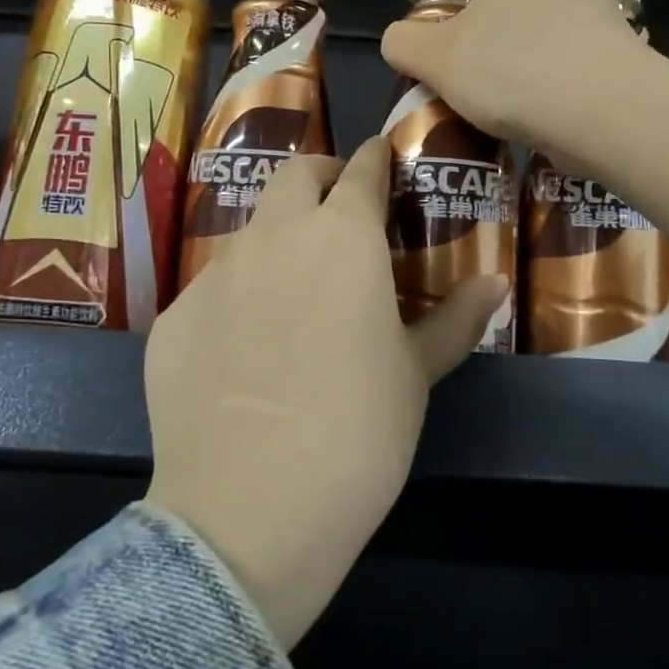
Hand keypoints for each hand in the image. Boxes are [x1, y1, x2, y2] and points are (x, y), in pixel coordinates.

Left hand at [143, 138, 508, 650]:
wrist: (249, 510)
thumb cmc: (358, 433)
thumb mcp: (416, 375)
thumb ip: (455, 320)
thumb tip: (494, 284)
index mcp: (342, 238)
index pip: (362, 172)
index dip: (376, 159)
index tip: (384, 158)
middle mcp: (274, 238)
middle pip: (295, 175)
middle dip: (322, 178)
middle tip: (341, 214)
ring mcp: (215, 274)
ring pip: (251, 230)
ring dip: (278, 239)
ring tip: (295, 290)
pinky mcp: (174, 317)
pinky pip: (213, 289)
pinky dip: (237, 297)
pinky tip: (245, 352)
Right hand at [379, 0, 646, 159]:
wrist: (608, 113)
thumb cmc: (512, 68)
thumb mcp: (437, 60)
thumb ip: (405, 43)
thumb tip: (400, 39)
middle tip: (460, 33)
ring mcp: (596, 4)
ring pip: (545, 7)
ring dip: (518, 32)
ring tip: (490, 75)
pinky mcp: (616, 44)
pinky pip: (569, 43)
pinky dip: (547, 61)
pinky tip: (528, 101)